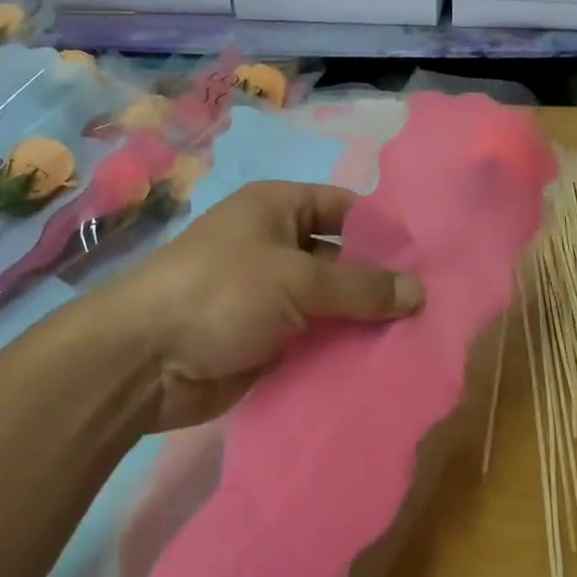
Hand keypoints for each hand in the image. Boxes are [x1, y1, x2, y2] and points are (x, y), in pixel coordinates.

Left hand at [105, 180, 423, 430]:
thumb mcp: (297, 280)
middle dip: (379, 282)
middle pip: (340, 259)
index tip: (428, 258)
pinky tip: (381, 367)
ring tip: (419, 340)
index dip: (383, 230)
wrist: (142, 361)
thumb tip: (420, 292)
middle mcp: (275, 245)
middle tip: (434, 306)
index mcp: (277, 208)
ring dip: (363, 322)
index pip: (344, 208)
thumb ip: (360, 287)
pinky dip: (340, 351)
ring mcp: (269, 295)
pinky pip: (314, 340)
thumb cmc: (222, 292)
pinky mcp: (265, 341)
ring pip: (330, 304)